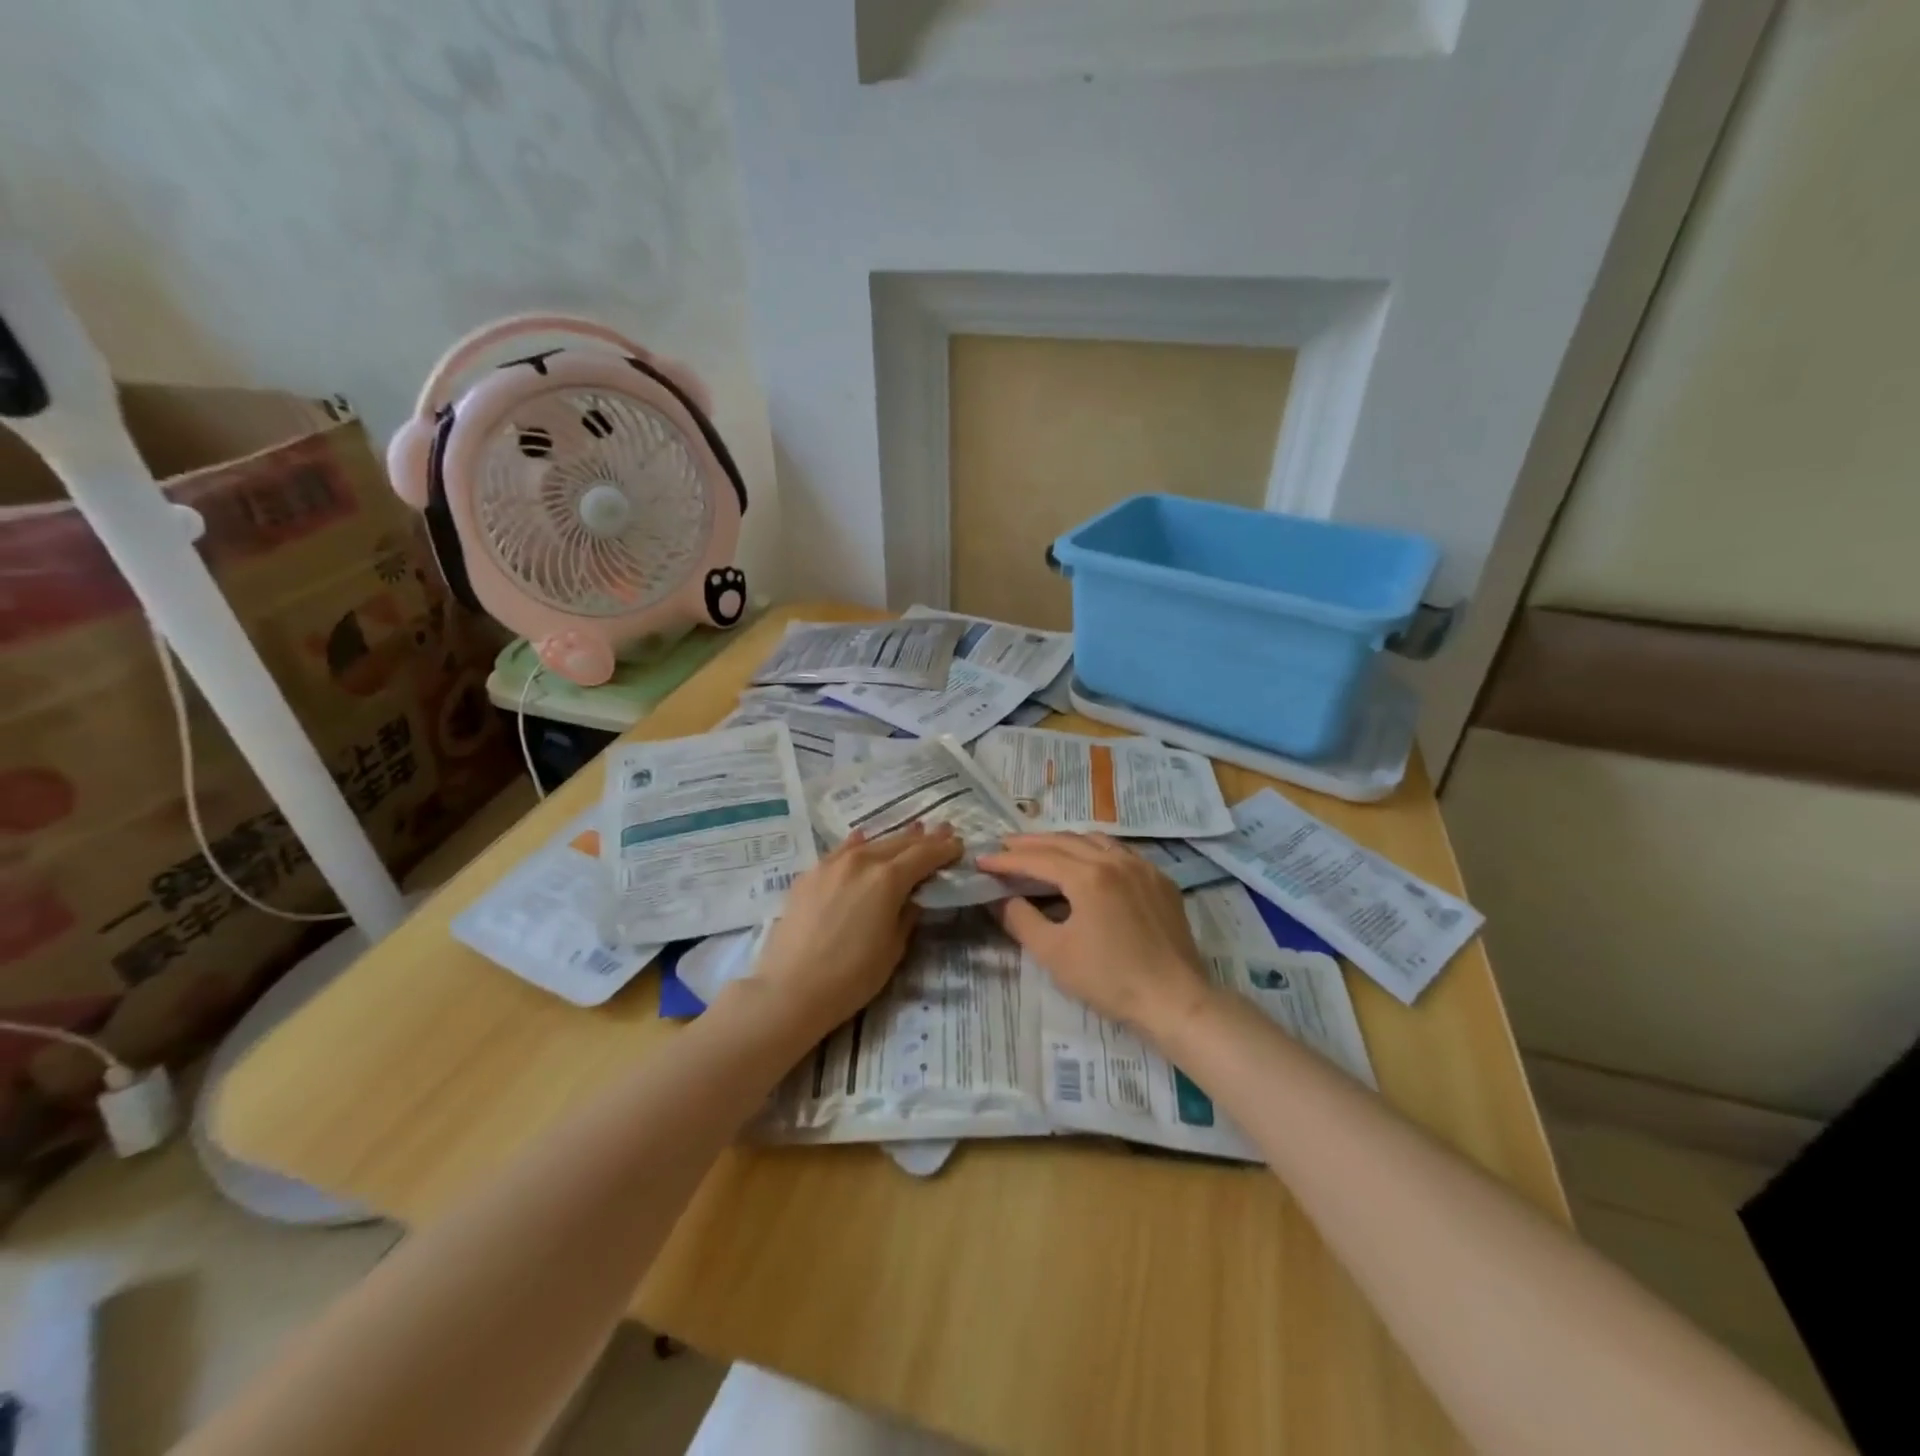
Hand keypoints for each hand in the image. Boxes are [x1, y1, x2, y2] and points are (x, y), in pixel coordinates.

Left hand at [746, 823, 962, 1039]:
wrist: (790, 989)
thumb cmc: (851, 976)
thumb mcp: (894, 948)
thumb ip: (907, 914)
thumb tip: (912, 897)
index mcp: (888, 879)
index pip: (924, 855)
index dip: (944, 849)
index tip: (959, 845)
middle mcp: (861, 861)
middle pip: (899, 843)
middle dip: (923, 839)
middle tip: (942, 831)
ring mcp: (831, 865)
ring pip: (870, 843)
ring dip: (894, 839)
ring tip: (912, 830)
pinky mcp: (809, 875)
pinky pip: (840, 851)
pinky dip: (857, 844)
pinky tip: (862, 838)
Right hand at [976, 833, 1214, 1039]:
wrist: (1175, 1000)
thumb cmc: (1109, 979)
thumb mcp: (1054, 953)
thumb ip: (1020, 920)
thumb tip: (998, 898)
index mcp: (1088, 875)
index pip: (1038, 859)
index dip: (1007, 860)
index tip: (982, 860)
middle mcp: (1115, 860)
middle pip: (1064, 841)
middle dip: (1031, 843)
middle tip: (1005, 847)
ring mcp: (1142, 867)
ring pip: (1094, 840)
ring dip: (1063, 842)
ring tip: (1042, 850)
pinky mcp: (1160, 881)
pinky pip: (1120, 852)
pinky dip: (1094, 850)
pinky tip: (1088, 863)